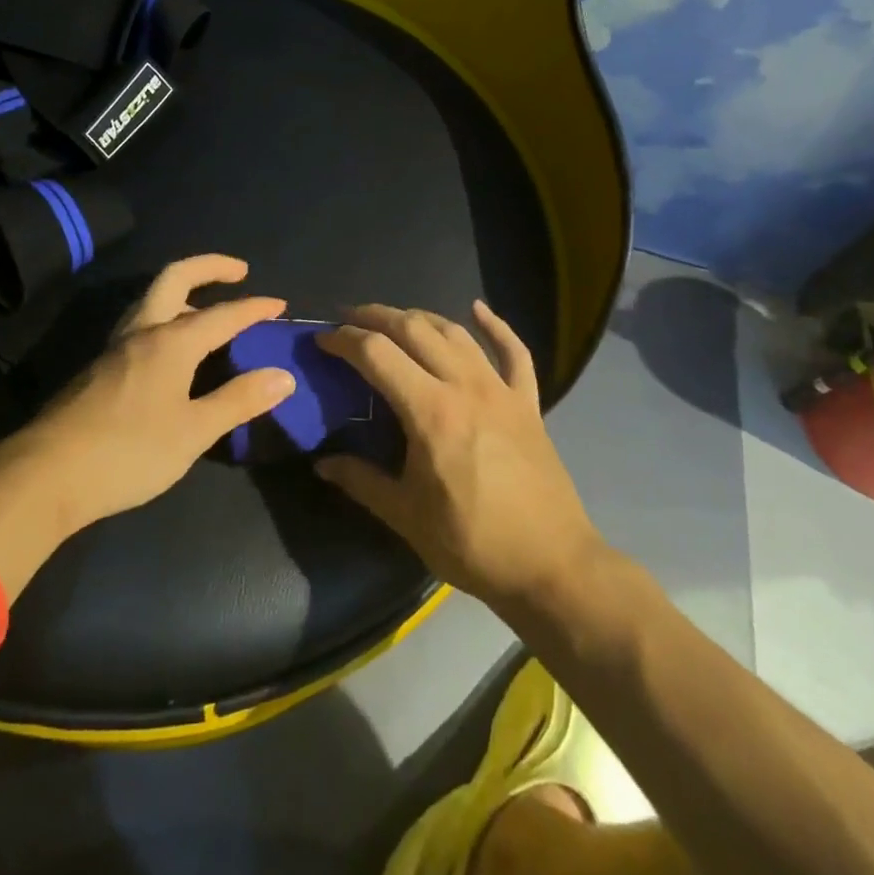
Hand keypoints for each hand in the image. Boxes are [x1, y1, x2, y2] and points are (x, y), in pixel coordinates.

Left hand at [24, 253, 292, 528]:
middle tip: (239, 271)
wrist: (44, 475)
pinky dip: (165, 316)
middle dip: (209, 267)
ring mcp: (115, 347)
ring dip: (183, 290)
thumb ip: (238, 401)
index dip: (254, 308)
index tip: (279, 306)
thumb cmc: (128, 452)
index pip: (223, 314)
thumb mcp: (193, 432)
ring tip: (206, 306)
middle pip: (175, 277)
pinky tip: (171, 348)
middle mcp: (142, 332)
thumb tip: (283, 376)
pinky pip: (139, 323)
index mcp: (170, 341)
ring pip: (151, 299)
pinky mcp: (98, 367)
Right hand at [315, 302, 605, 611]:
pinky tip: (478, 309)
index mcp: (430, 411)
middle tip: (348, 318)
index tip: (323, 339)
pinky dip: (496, 326)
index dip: (344, 339)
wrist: (551, 565)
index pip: (377, 354)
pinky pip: (514, 352)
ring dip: (420, 317)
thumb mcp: (406, 516)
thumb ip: (361, 481)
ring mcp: (501, 390)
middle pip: (414, 329)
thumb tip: (322, 463)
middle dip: (375, 316)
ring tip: (394, 319)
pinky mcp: (528, 402)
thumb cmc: (473, 543)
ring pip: (455, 333)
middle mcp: (465, 386)